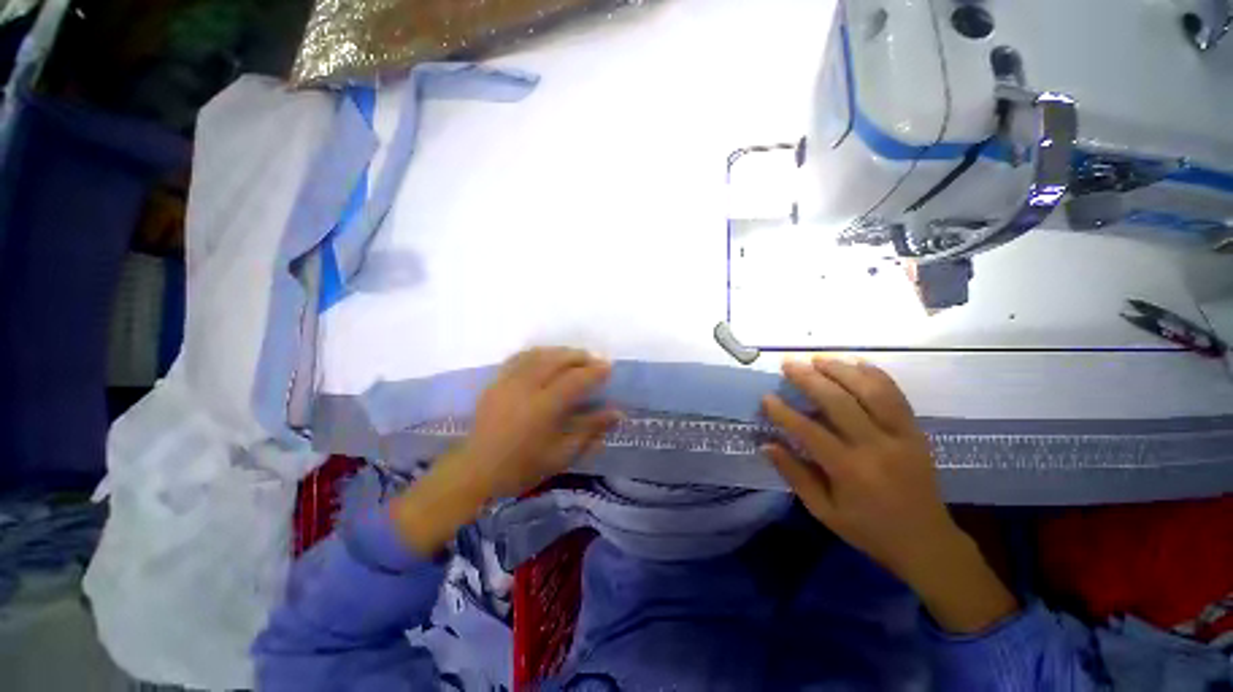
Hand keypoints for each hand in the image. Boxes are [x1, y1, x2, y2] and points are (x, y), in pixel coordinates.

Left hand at [392, 348, 618, 554]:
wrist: (476, 470)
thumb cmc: (523, 467)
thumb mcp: (563, 454)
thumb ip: (590, 430)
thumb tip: (617, 412)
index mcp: (543, 408)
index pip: (575, 380)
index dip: (594, 371)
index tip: (608, 367)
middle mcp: (526, 387)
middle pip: (556, 360)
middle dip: (579, 356)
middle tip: (593, 360)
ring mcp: (508, 381)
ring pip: (538, 355)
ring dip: (560, 352)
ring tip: (573, 357)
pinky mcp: (496, 382)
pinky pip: (520, 357)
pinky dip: (538, 353)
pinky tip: (545, 358)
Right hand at [762, 357, 1016, 632]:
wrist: (927, 541)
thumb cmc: (869, 529)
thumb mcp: (824, 511)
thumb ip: (795, 475)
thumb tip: (766, 444)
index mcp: (850, 471)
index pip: (810, 432)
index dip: (784, 412)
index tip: (766, 397)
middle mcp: (876, 447)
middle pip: (840, 402)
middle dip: (810, 379)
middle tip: (789, 364)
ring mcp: (901, 436)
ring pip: (871, 391)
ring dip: (842, 370)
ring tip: (818, 358)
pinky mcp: (916, 431)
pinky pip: (896, 395)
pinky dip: (875, 374)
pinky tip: (856, 362)